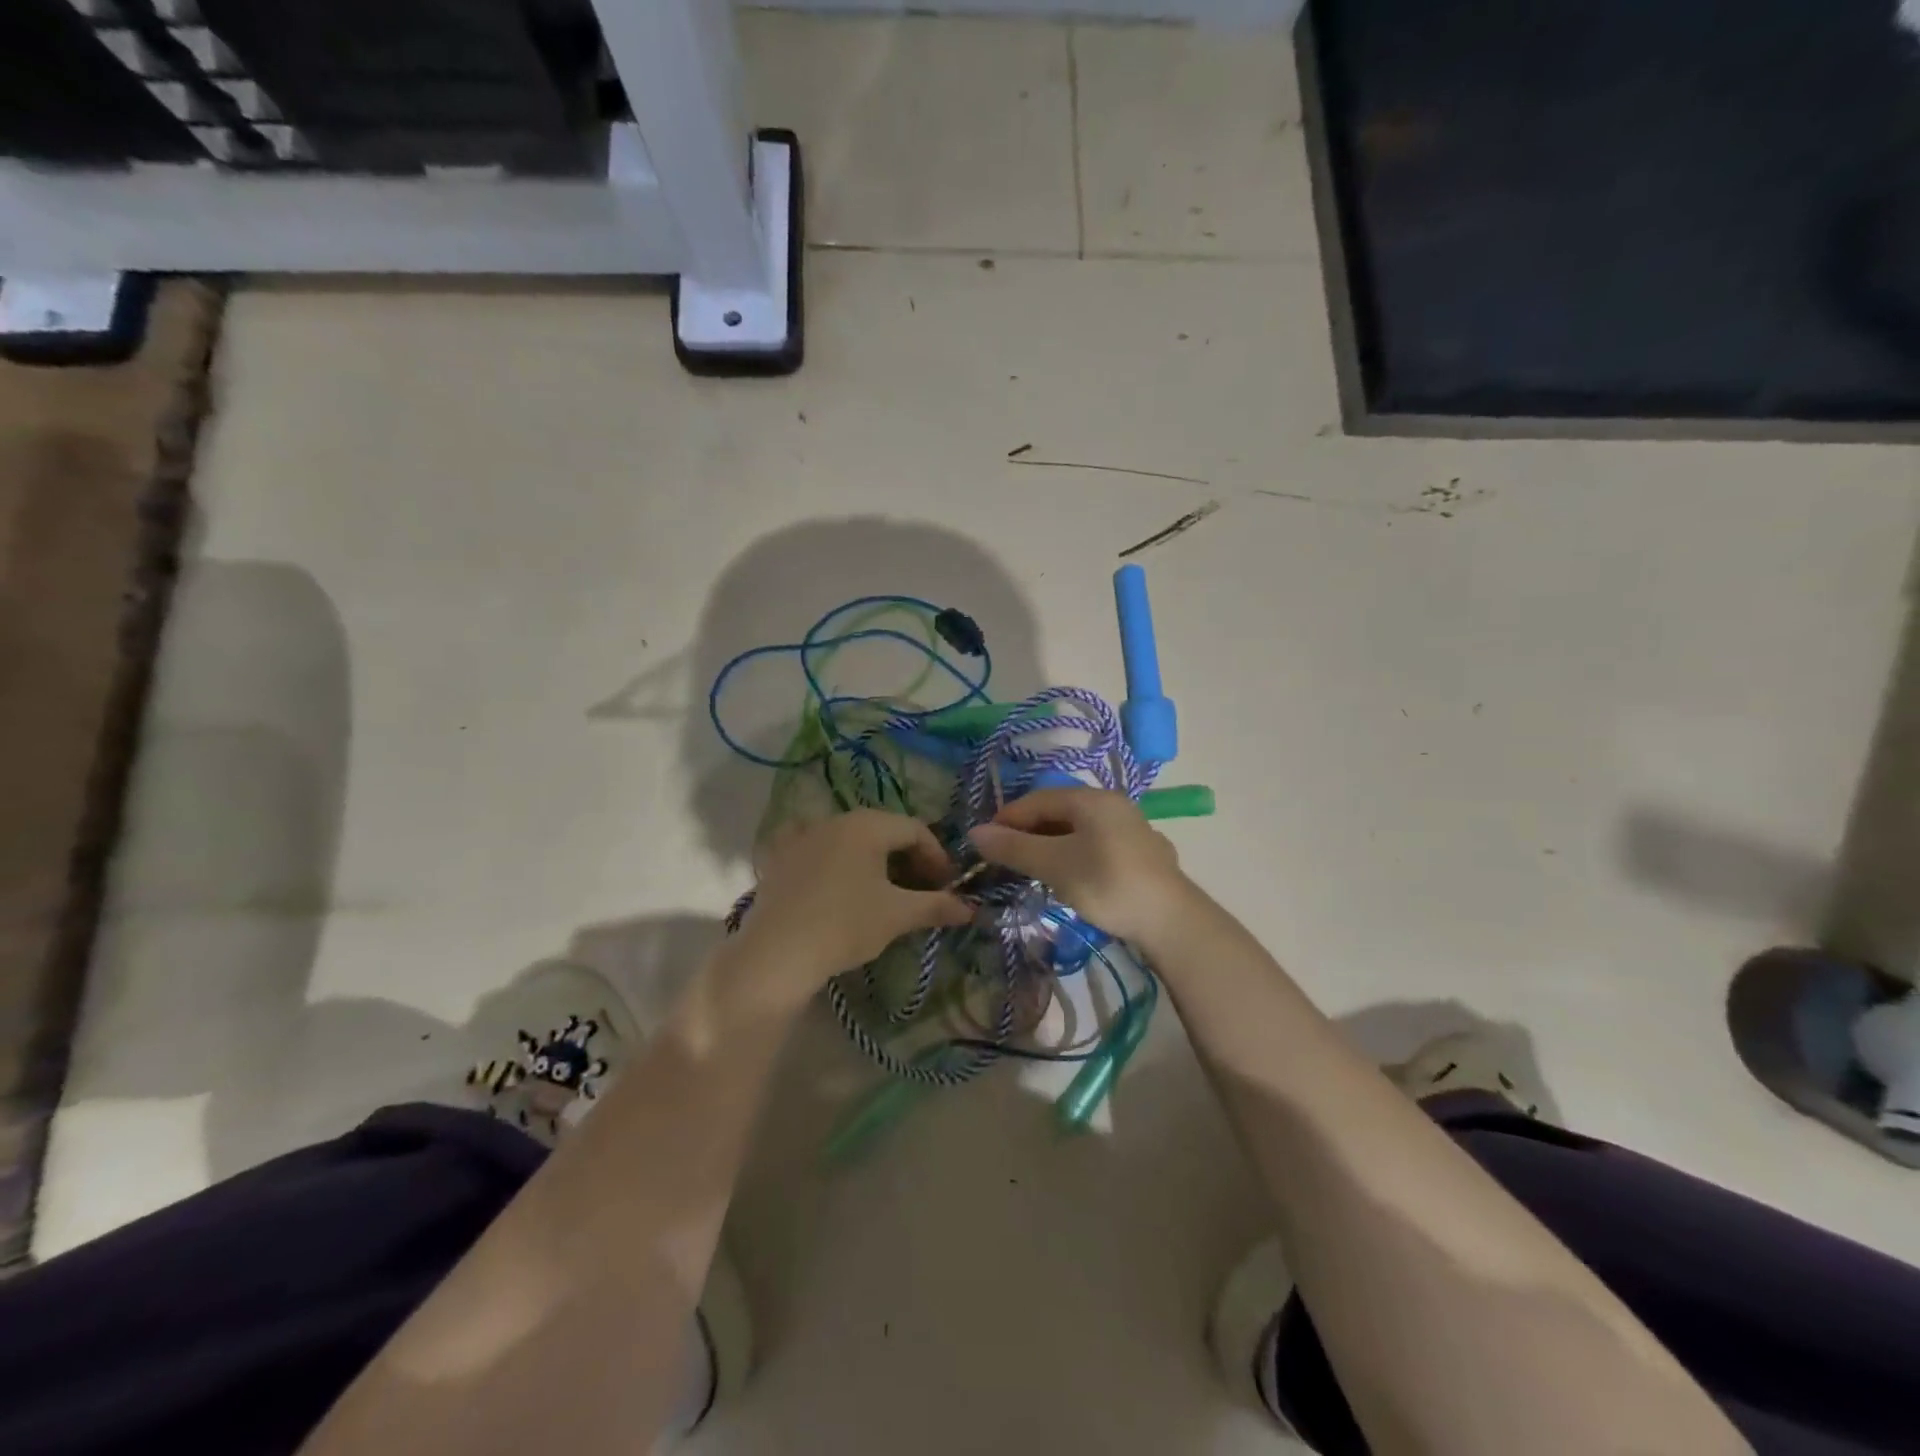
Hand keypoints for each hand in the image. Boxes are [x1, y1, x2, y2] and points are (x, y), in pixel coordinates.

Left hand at [734, 811, 972, 991]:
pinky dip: (834, 861)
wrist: (777, 953)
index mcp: (868, 824)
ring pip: (850, 840)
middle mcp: (835, 819)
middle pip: (883, 831)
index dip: (938, 857)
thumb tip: (971, 908)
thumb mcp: (898, 915)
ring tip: (883, 892)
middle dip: (908, 858)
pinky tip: (836, 882)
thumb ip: (937, 906)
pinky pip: (816, 850)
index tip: (947, 887)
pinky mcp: (779, 858)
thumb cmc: (846, 925)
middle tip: (921, 890)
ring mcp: (803, 836)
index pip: (916, 830)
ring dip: (874, 861)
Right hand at [967, 788, 1195, 947]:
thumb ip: (1014, 847)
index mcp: (1091, 799)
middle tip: (1005, 859)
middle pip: (1058, 811)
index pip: (1037, 799)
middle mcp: (1112, 804)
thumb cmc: (1107, 884)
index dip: (1006, 819)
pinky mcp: (1140, 854)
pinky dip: (1073, 855)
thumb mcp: (1054, 865)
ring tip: (1031, 869)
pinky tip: (1069, 876)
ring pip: (1078, 829)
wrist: (1171, 921)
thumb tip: (975, 832)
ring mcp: (1130, 828)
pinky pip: (1096, 845)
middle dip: (1027, 832)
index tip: (984, 844)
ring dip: (1050, 845)